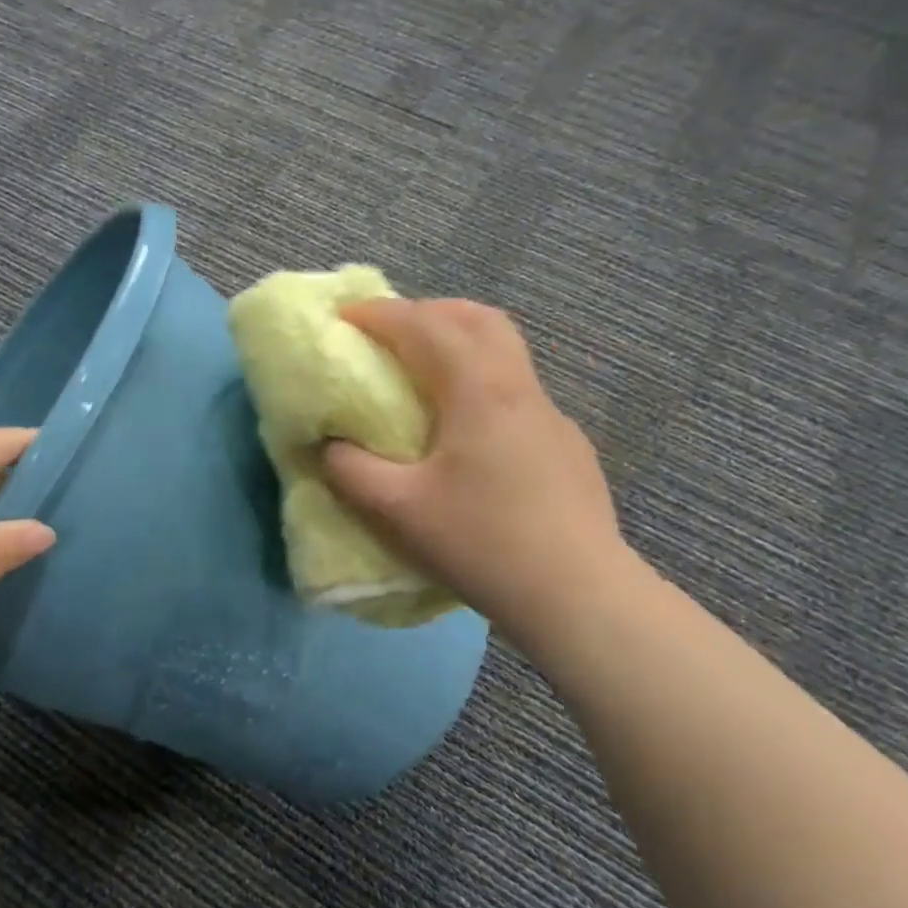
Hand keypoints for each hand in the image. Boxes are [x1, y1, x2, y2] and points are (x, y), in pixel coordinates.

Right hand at [323, 299, 628, 650]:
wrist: (576, 595)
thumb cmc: (481, 543)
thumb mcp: (398, 510)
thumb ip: (351, 470)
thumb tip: (331, 446)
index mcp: (478, 391)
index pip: (426, 326)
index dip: (380, 315)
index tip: (344, 318)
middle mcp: (519, 388)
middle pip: (477, 319)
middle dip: (426, 312)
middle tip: (387, 333)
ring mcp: (551, 415)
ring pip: (504, 351)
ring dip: (459, 342)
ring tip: (422, 372)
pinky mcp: (566, 446)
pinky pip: (516, 390)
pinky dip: (480, 381)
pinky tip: (467, 430)